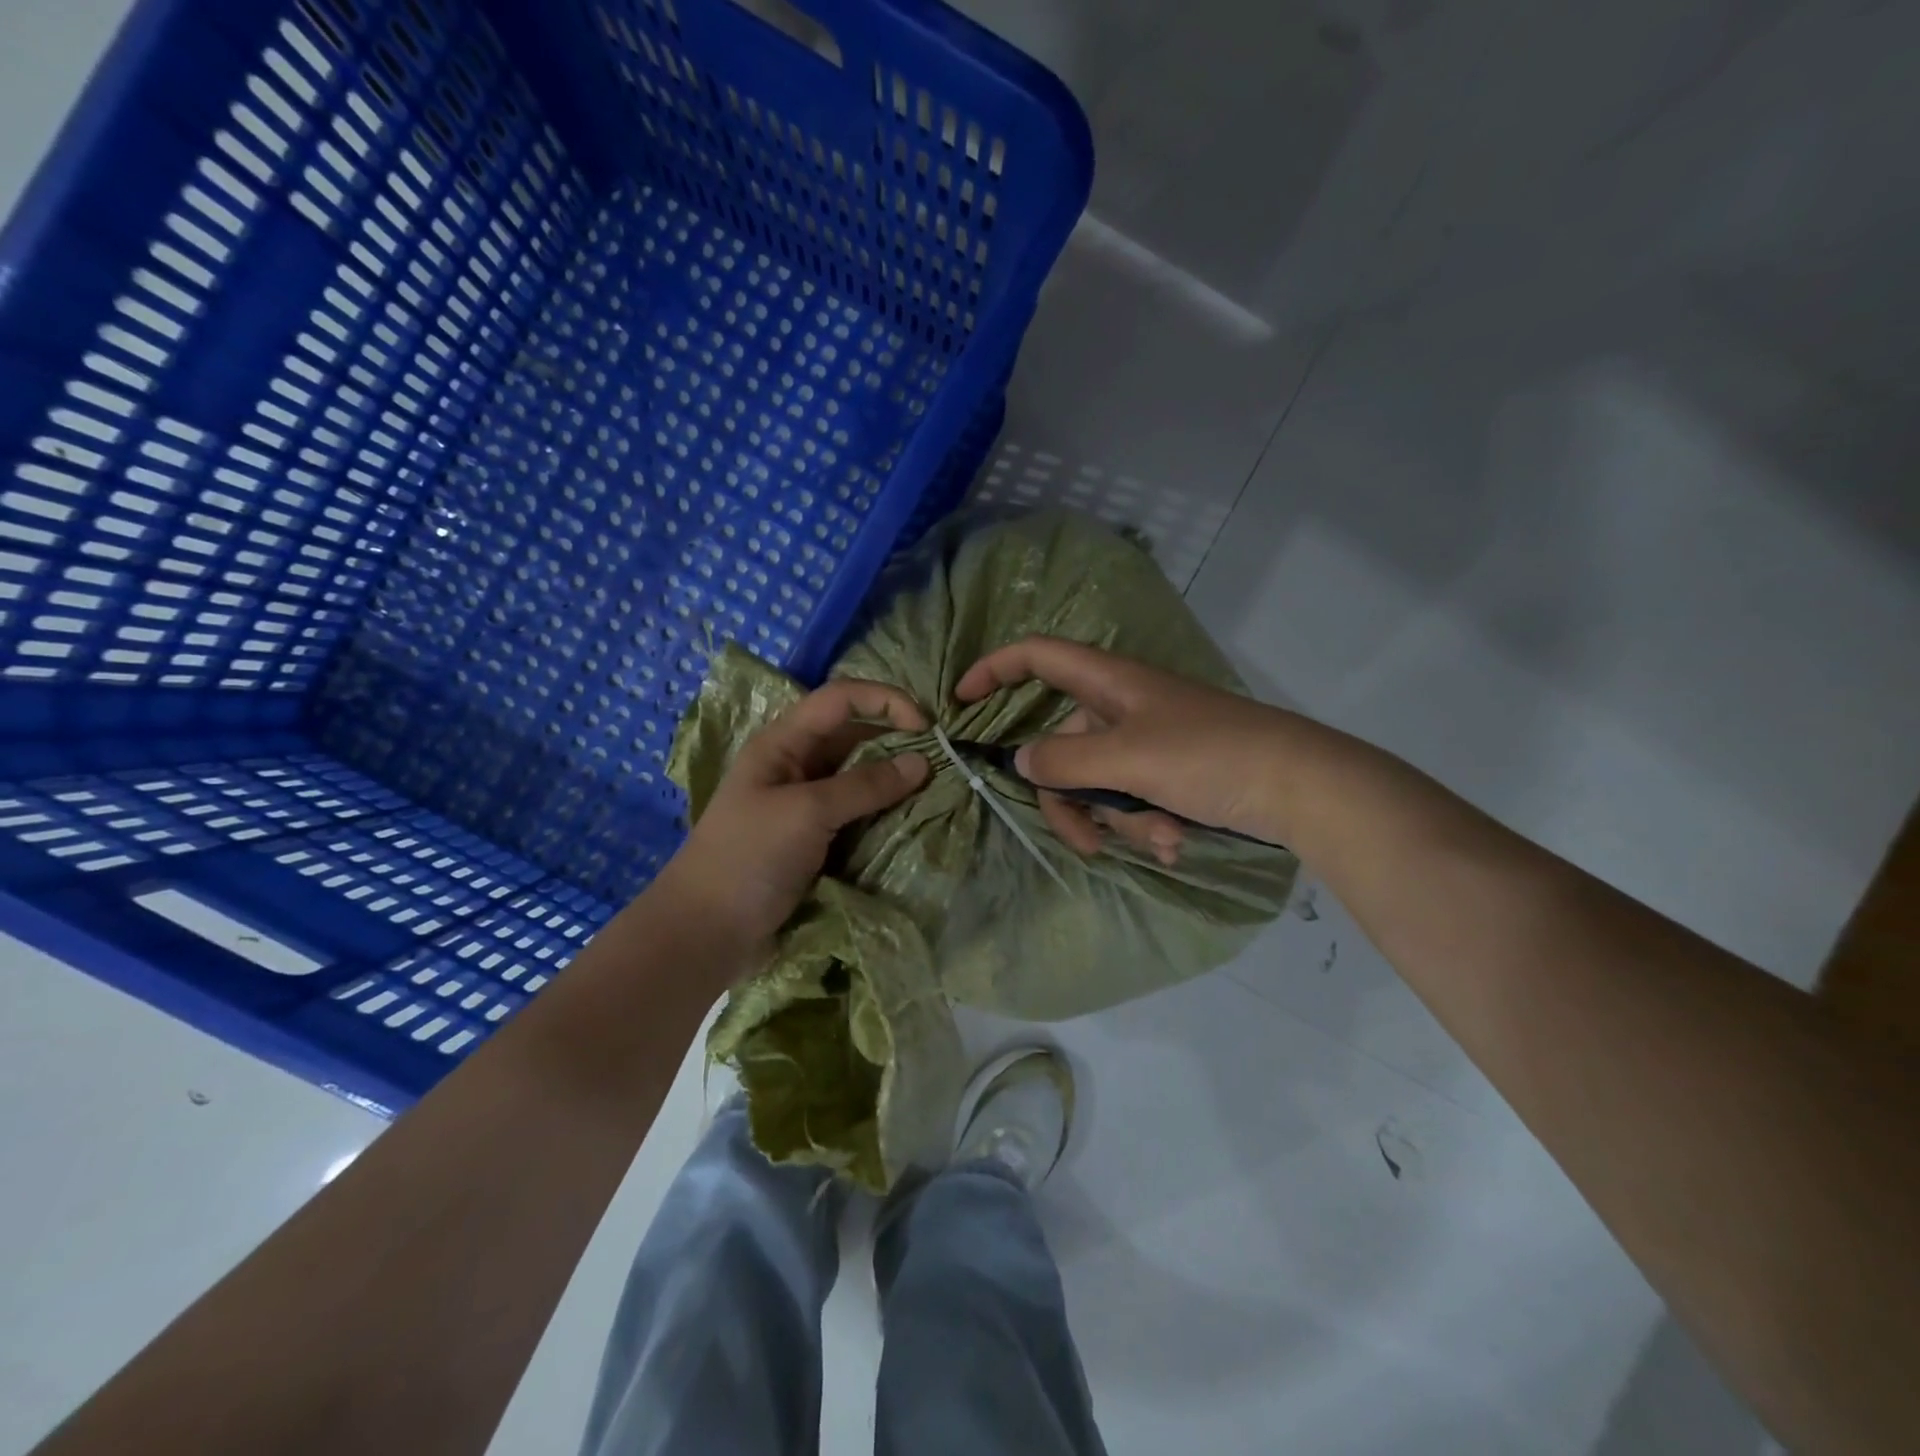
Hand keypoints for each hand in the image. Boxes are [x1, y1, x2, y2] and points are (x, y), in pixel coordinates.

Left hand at [654, 678, 929, 968]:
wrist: (706, 932)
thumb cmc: (749, 858)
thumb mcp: (807, 813)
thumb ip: (865, 785)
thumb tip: (922, 762)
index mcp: (783, 743)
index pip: (841, 699)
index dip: (885, 701)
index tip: (927, 726)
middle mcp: (797, 765)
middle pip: (855, 736)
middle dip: (898, 741)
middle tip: (942, 761)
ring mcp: (806, 804)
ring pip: (860, 777)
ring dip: (895, 780)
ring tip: (936, 790)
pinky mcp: (816, 838)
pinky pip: (858, 813)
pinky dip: (885, 812)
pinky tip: (913, 819)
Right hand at [955, 636, 1288, 856]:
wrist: (1302, 788)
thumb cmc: (1211, 757)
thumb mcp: (1128, 759)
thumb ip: (1064, 761)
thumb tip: (1020, 761)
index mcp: (1109, 683)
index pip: (1037, 656)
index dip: (994, 669)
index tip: (960, 701)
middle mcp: (1122, 708)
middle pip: (1061, 748)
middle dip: (1070, 800)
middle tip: (1087, 842)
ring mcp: (1148, 742)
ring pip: (1098, 783)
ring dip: (1119, 821)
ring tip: (1162, 840)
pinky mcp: (1171, 774)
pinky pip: (1133, 799)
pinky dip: (1146, 826)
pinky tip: (1176, 844)